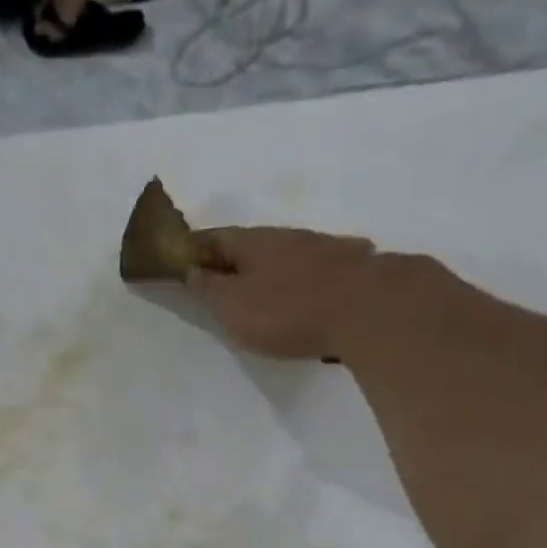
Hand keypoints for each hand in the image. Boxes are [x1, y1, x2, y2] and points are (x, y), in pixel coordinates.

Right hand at [188, 227, 471, 362]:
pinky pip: (312, 270)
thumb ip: (210, 290)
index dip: (192, 247)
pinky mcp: (349, 269)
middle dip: (230, 259)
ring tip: (257, 289)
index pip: (213, 238)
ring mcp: (322, 249)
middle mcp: (287, 237)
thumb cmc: (289, 310)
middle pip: (249, 245)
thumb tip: (192, 270)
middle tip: (215, 278)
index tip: (178, 258)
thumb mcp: (235, 306)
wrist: (368, 308)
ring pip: (283, 255)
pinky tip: (303, 289)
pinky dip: (297, 279)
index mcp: (253, 243)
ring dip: (266, 268)